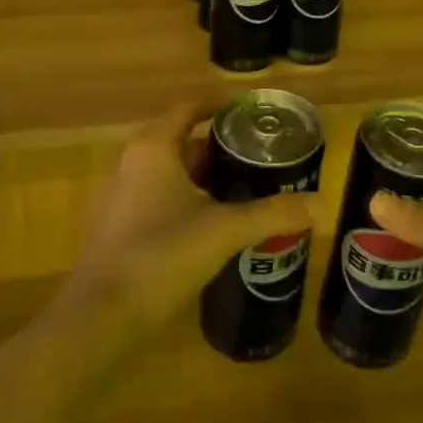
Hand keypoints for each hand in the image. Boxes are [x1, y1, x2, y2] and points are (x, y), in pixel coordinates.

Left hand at [57, 98, 318, 344]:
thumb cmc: (162, 254)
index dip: (220, 106)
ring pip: (172, 173)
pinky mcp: (120, 229)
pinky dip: (188, 201)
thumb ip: (272, 214)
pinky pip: (160, 200)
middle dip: (220, 148)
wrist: (102, 316)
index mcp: (155, 147)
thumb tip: (320, 205)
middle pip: (182, 141)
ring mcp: (123, 197)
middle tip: (260, 156)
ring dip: (205, 178)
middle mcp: (134, 163)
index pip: (189, 108)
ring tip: (246, 189)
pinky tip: (216, 225)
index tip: (252, 114)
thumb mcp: (225, 230)